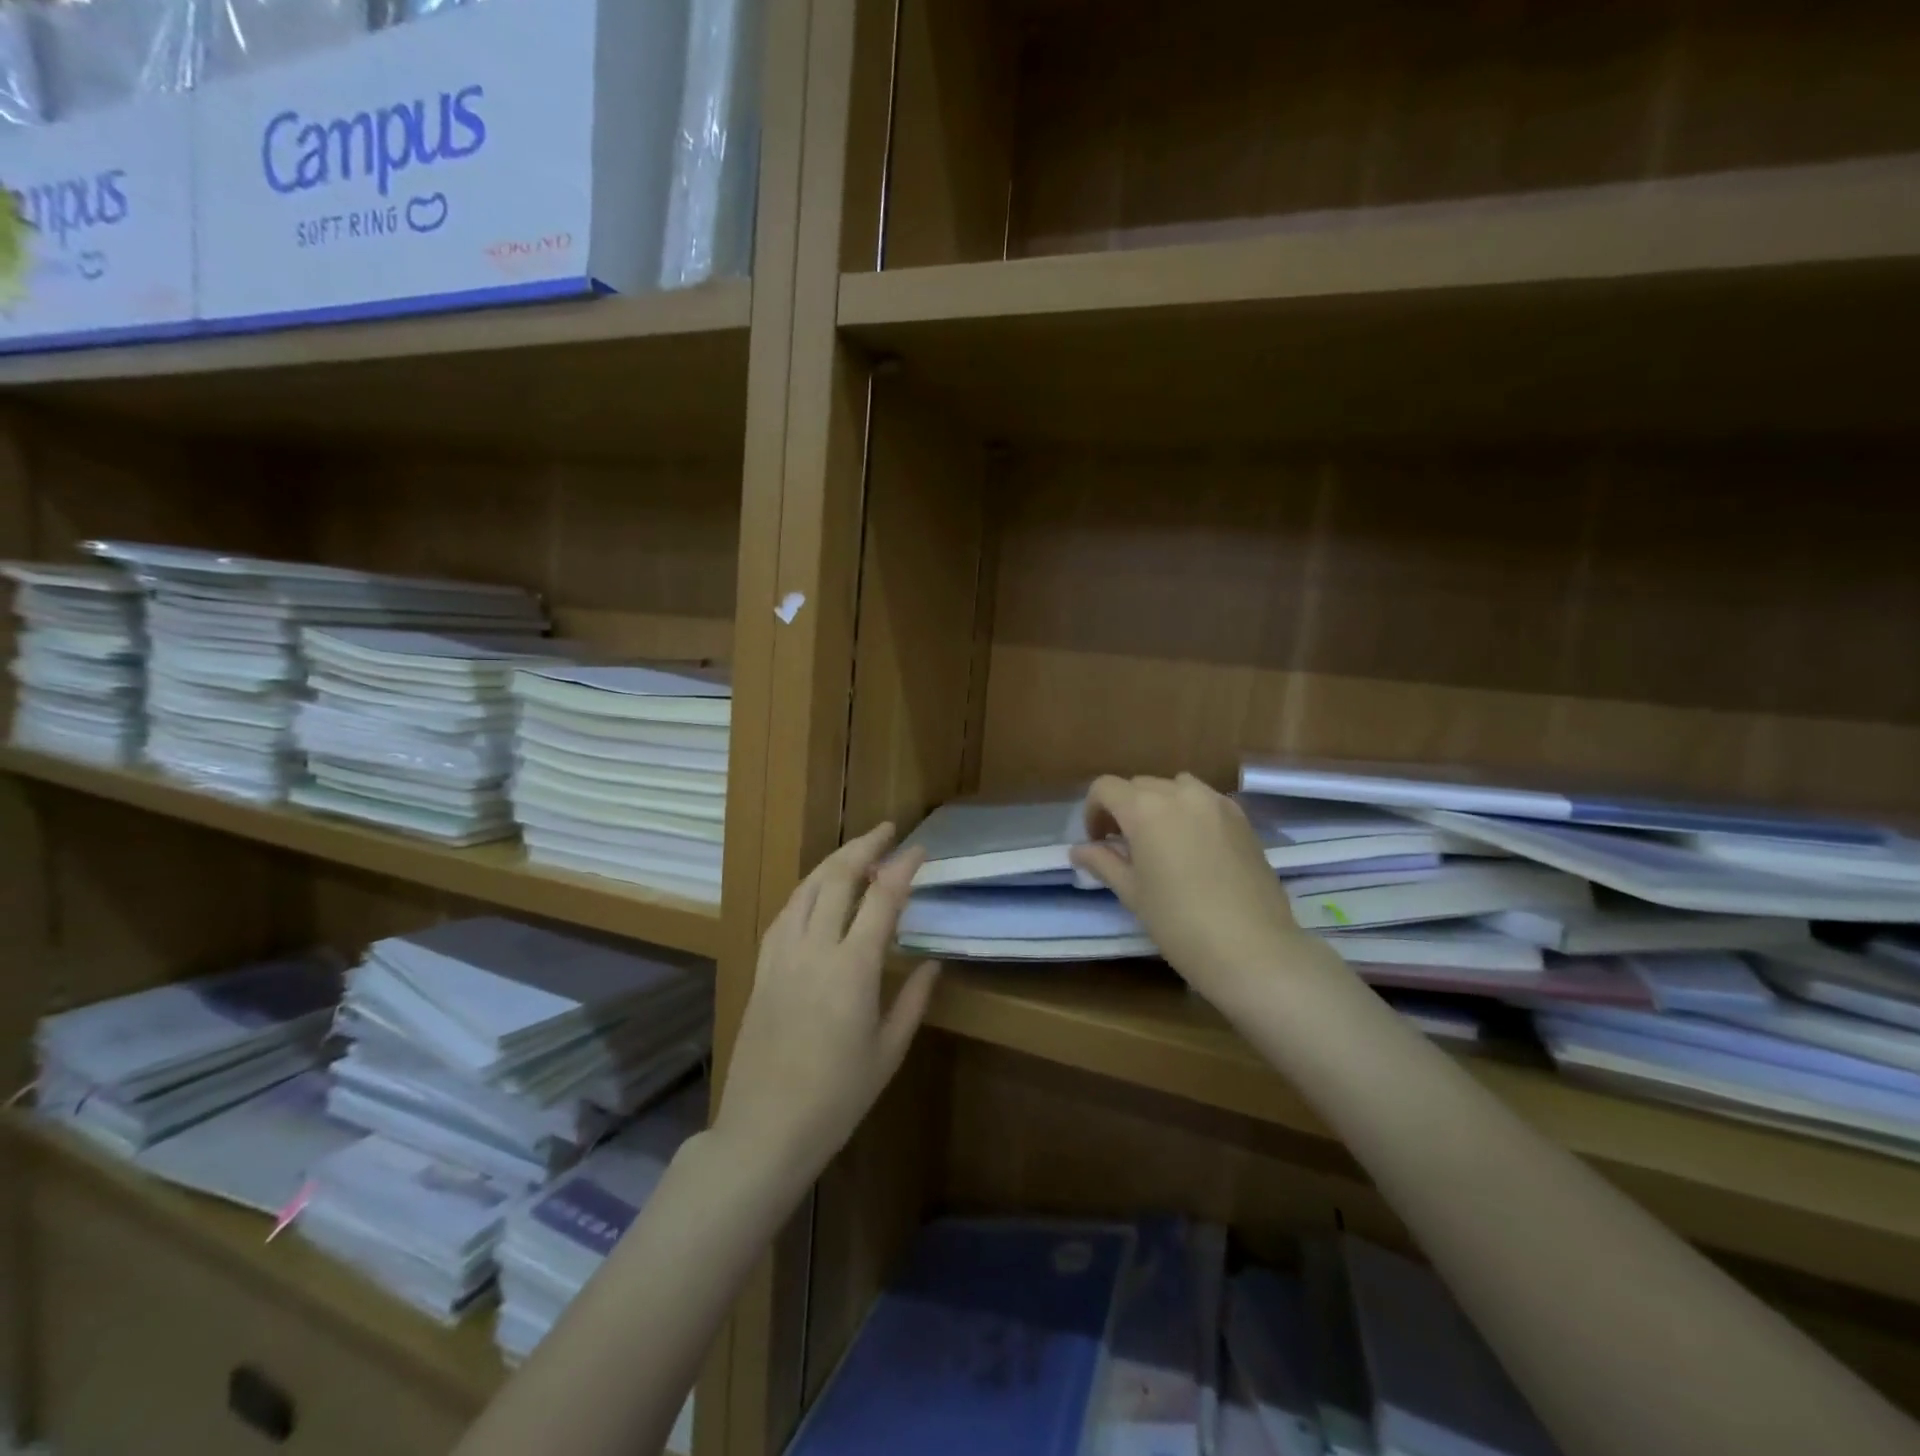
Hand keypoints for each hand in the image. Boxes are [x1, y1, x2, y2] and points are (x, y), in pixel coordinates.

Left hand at [713, 823, 940, 1194]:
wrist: (764, 1130)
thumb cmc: (837, 1098)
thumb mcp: (888, 1052)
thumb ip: (913, 1000)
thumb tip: (933, 963)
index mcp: (852, 969)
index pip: (882, 899)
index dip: (902, 867)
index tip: (919, 849)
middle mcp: (814, 950)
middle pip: (838, 878)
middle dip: (864, 847)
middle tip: (887, 831)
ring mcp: (781, 956)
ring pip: (806, 889)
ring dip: (832, 862)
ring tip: (856, 853)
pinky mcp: (762, 968)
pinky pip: (785, 914)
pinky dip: (806, 891)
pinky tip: (817, 892)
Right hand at [1070, 774, 1314, 1013]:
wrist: (1253, 950)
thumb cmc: (1179, 923)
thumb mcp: (1132, 893)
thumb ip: (1103, 862)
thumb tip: (1078, 849)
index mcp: (1145, 808)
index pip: (1105, 788)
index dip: (1093, 811)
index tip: (1098, 842)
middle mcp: (1180, 793)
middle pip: (1139, 785)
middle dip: (1124, 808)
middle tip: (1125, 847)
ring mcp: (1216, 803)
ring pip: (1174, 787)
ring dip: (1159, 805)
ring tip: (1161, 842)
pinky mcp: (1242, 818)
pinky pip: (1205, 801)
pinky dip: (1189, 812)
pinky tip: (1194, 848)